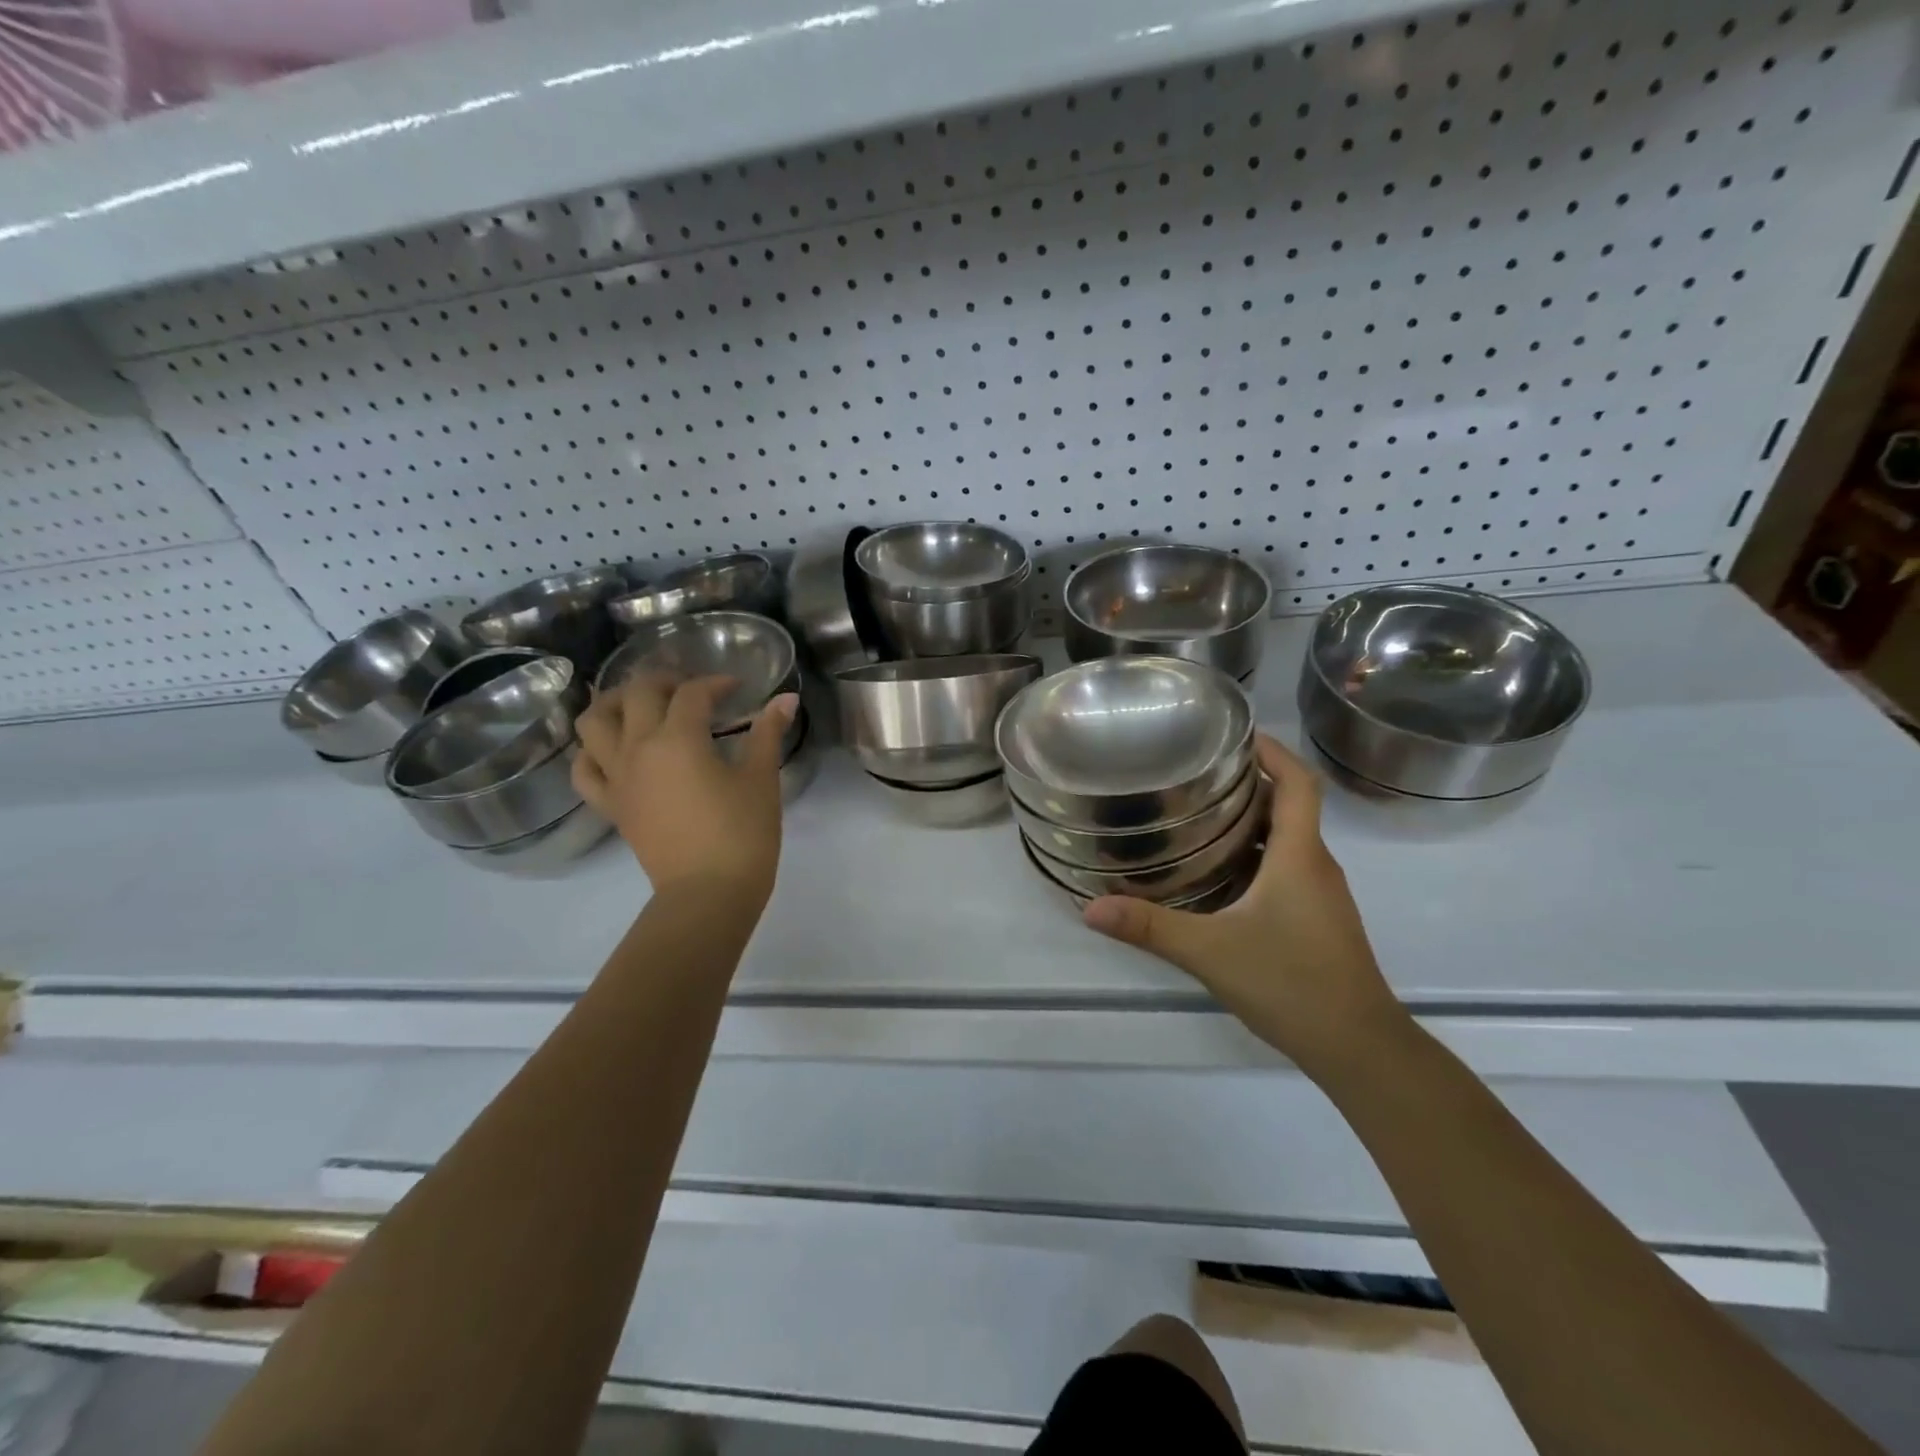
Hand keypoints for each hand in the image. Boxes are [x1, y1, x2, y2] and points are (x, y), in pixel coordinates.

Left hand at [572, 674, 797, 907]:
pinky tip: (613, 748)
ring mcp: (618, 777)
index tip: (738, 688)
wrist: (707, 894)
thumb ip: (768, 734)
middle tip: (691, 689)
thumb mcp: (761, 780)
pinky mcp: (611, 805)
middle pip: (637, 693)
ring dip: (615, 702)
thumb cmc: (741, 835)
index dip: (717, 683)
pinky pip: (584, 769)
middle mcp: (638, 748)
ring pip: (593, 721)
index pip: (693, 693)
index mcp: (678, 738)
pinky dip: (592, 751)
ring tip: (641, 705)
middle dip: (665, 680)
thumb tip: (786, 698)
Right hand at [1082, 734, 1409, 1077]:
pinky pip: (1286, 868)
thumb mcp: (1211, 952)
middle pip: (1290, 804)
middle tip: (1195, 772)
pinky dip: (1255, 854)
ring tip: (1196, 814)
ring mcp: (1320, 895)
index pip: (1297, 782)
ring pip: (1288, 839)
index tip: (1234, 734)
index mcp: (1300, 856)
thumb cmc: (1293, 984)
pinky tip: (1217, 873)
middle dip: (1249, 781)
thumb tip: (1090, 908)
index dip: (1272, 750)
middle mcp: (1316, 866)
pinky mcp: (1317, 919)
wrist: (1360, 1049)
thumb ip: (1150, 927)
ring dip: (1251, 819)